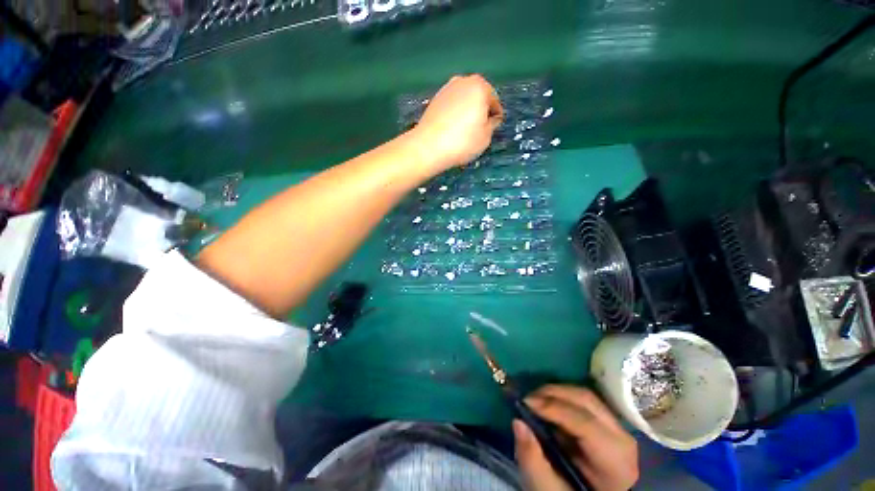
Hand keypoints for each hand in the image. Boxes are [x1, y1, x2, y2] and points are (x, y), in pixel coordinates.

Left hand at [411, 74, 503, 169]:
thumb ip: (492, 125)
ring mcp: (446, 89)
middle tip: (479, 131)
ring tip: (464, 132)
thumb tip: (490, 119)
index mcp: (480, 86)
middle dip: (480, 112)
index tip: (492, 130)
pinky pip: (451, 106)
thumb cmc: (462, 141)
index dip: (495, 118)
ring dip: (467, 113)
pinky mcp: (434, 100)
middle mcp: (463, 81)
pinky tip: (451, 130)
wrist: (428, 147)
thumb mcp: (486, 137)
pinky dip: (454, 115)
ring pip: (463, 101)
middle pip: (478, 98)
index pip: (494, 102)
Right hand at [514, 385, 638, 490]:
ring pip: (585, 397)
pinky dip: (563, 399)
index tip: (524, 402)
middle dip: (552, 394)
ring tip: (534, 401)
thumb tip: (518, 422)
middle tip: (527, 398)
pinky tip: (548, 407)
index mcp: (615, 458)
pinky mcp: (609, 425)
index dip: (553, 407)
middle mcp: (622, 437)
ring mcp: (618, 428)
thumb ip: (533, 462)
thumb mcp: (551, 489)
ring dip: (556, 394)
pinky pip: (584, 402)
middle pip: (585, 400)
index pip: (584, 422)